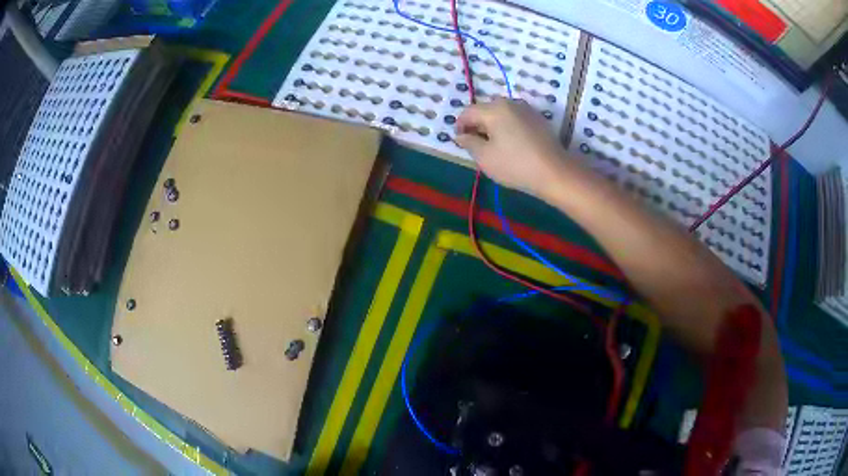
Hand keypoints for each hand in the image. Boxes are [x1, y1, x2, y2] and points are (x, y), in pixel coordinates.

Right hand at [455, 97, 566, 197]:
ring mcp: (526, 109)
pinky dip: (508, 127)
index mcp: (494, 109)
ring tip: (493, 145)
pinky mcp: (538, 119)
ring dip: (493, 126)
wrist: (554, 172)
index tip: (460, 141)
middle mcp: (510, 103)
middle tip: (476, 145)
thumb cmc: (515, 165)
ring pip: (502, 113)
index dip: (460, 125)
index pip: (468, 112)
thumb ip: (469, 143)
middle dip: (477, 125)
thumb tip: (461, 136)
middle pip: (486, 110)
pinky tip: (511, 144)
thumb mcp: (485, 157)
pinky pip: (515, 118)